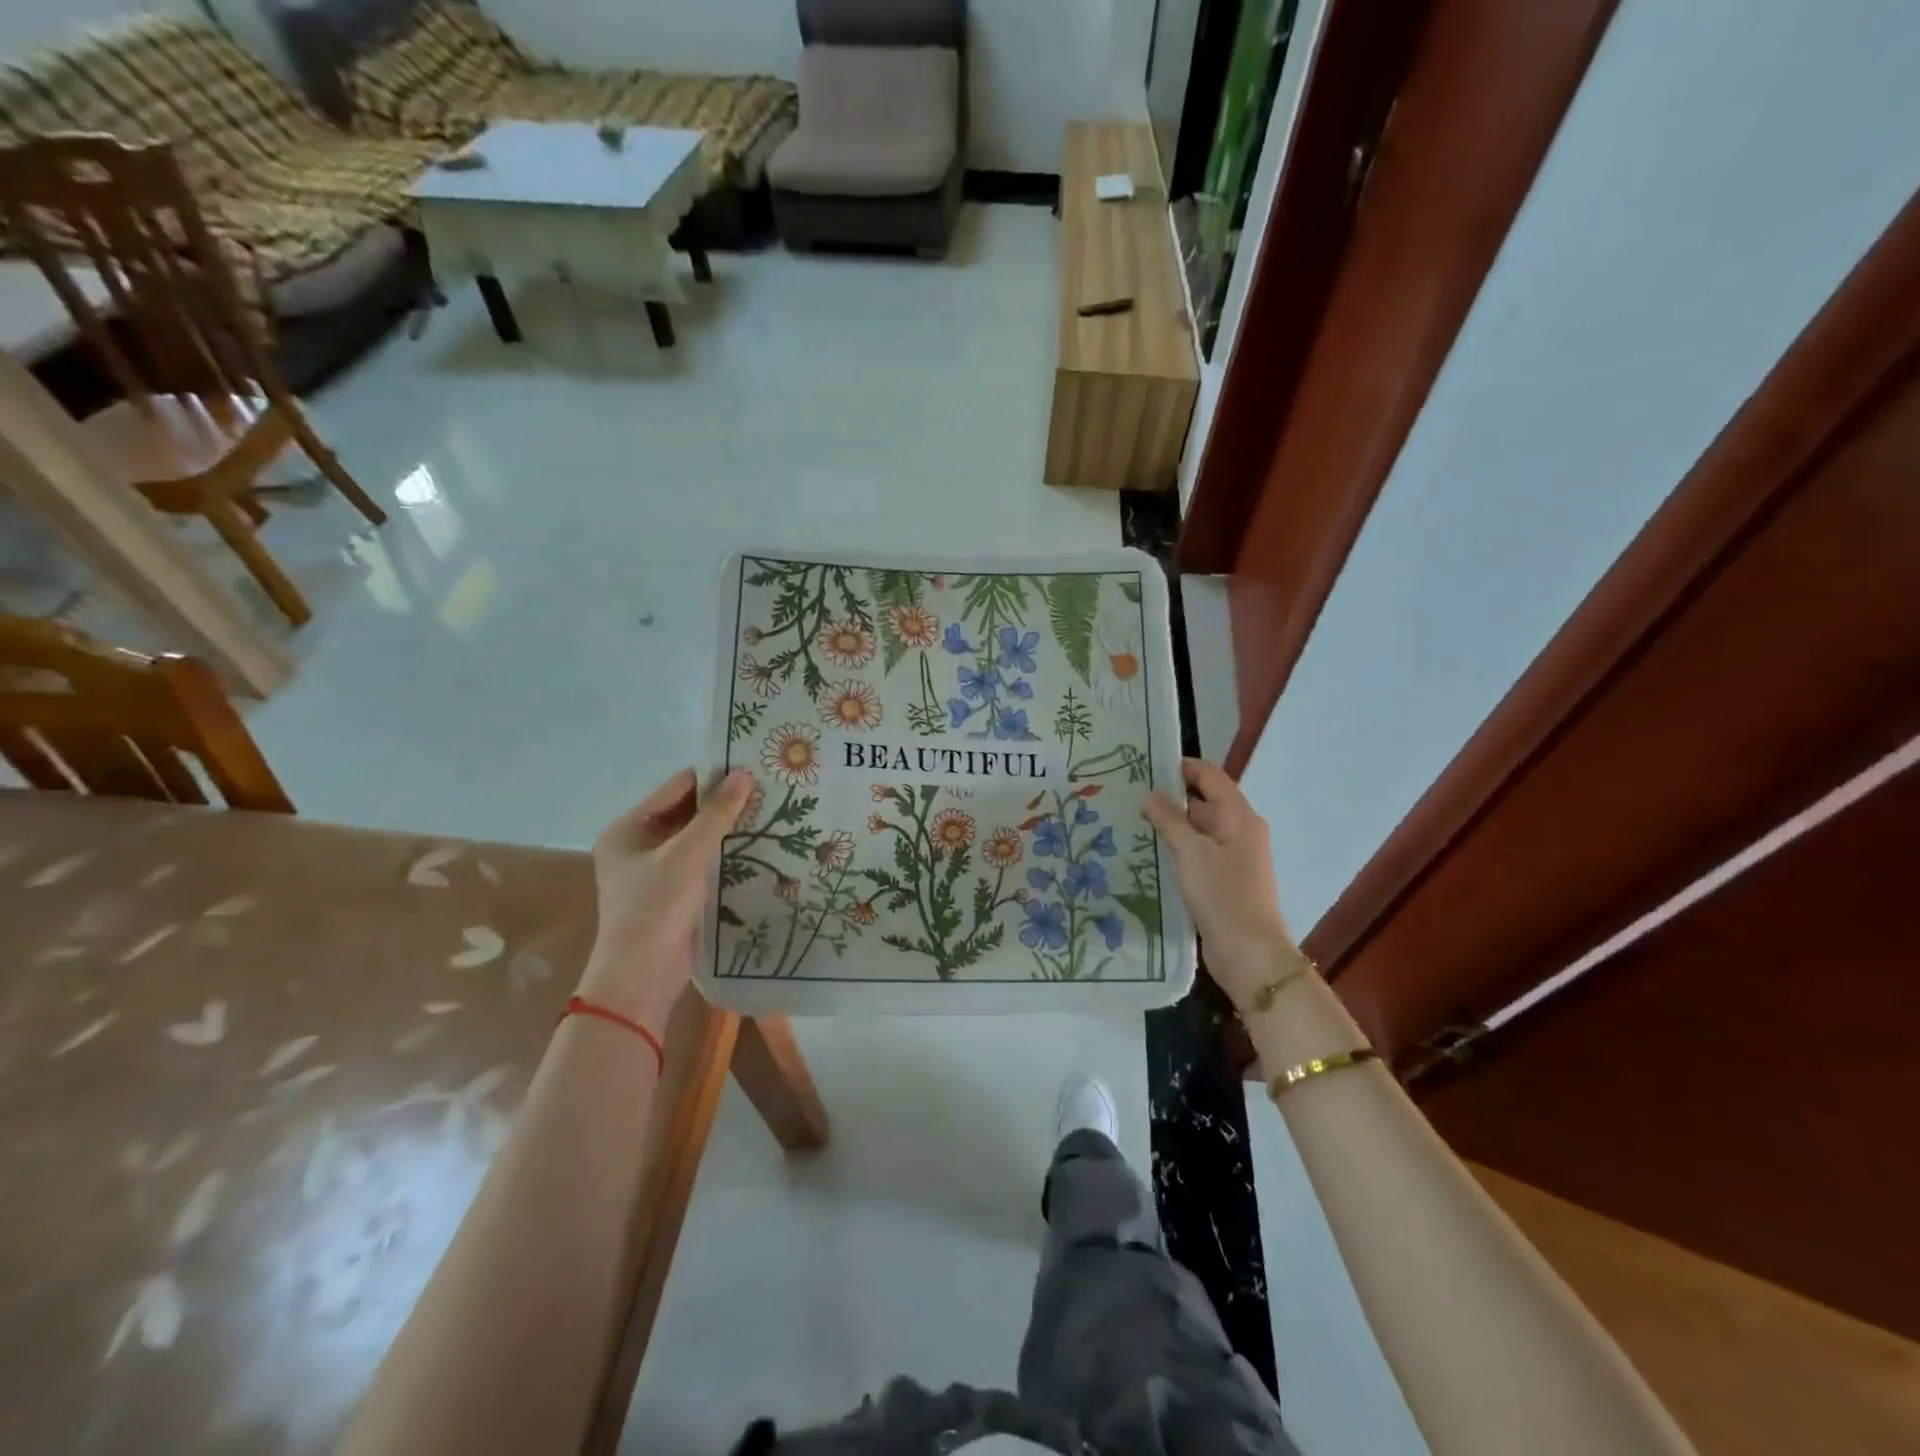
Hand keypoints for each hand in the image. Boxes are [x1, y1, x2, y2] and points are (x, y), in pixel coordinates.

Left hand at [575, 767, 752, 1031]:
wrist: (642, 977)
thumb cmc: (656, 908)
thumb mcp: (687, 856)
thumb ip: (716, 815)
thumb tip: (743, 775)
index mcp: (628, 828)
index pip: (676, 788)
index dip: (713, 776)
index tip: (752, 767)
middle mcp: (637, 844)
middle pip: (685, 811)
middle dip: (723, 803)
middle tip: (767, 789)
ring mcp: (654, 870)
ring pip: (696, 837)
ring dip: (726, 828)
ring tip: (768, 812)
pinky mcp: (672, 892)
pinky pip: (701, 860)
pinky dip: (724, 852)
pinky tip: (756, 845)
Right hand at [1144, 759, 1298, 1009]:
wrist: (1248, 951)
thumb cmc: (1222, 893)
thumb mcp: (1191, 851)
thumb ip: (1169, 819)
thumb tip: (1150, 794)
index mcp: (1240, 816)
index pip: (1211, 776)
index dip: (1182, 767)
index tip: (1147, 765)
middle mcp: (1241, 831)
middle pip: (1205, 802)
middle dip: (1171, 797)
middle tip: (1131, 794)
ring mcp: (1234, 857)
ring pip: (1199, 830)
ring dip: (1172, 825)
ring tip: (1133, 821)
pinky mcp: (1224, 881)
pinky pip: (1199, 854)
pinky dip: (1178, 849)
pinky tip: (1150, 853)